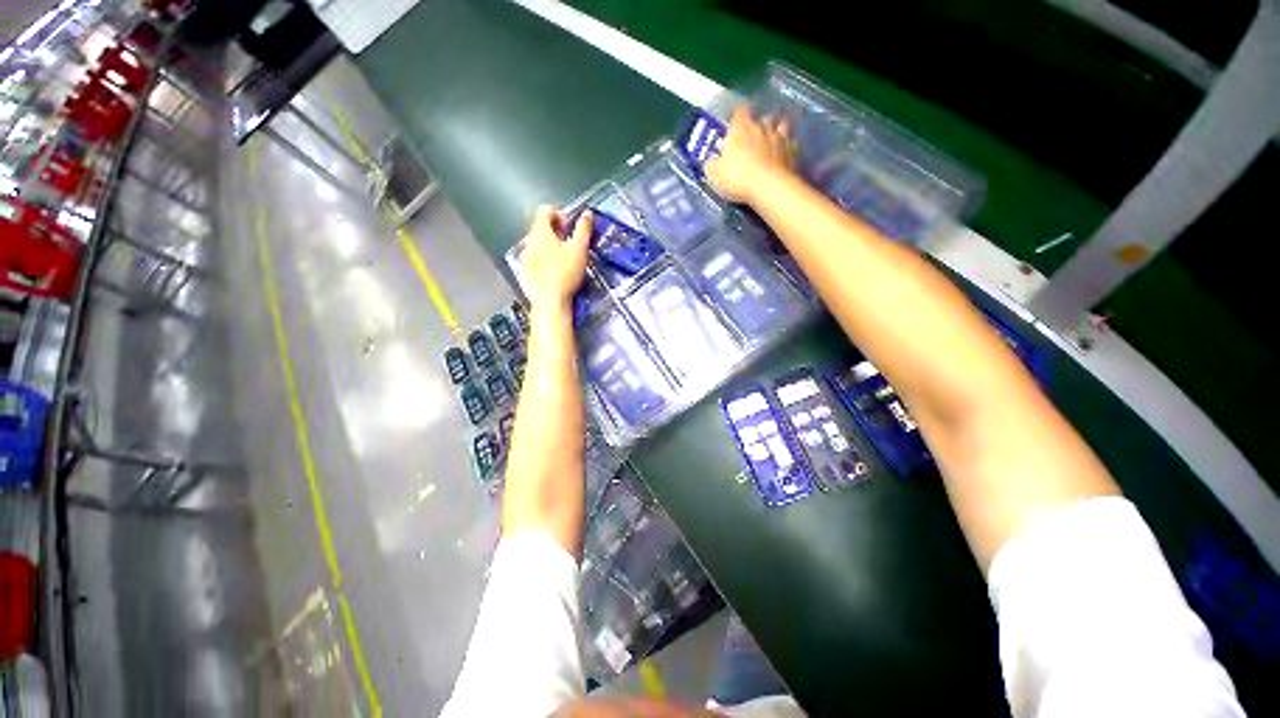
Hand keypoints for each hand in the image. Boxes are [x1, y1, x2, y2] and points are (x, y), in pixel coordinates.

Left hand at [521, 206, 591, 310]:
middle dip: (557, 232)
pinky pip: (535, 258)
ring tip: (565, 259)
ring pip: (538, 243)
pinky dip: (545, 260)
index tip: (571, 228)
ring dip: (551, 246)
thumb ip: (583, 229)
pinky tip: (556, 272)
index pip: (545, 210)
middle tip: (571, 244)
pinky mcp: (525, 272)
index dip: (560, 214)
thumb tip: (586, 214)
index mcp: (540, 232)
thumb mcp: (579, 249)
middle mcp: (529, 241)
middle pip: (541, 227)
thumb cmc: (565, 273)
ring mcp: (525, 257)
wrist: (549, 301)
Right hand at [705, 105, 796, 203]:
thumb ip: (712, 165)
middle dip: (757, 125)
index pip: (739, 111)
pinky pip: (790, 144)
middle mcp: (761, 127)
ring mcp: (779, 137)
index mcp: (740, 128)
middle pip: (761, 117)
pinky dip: (787, 147)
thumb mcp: (715, 174)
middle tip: (752, 138)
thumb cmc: (737, 177)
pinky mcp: (792, 151)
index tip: (735, 125)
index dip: (738, 116)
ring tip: (771, 141)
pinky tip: (784, 155)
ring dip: (776, 131)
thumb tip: (710, 162)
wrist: (767, 187)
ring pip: (780, 125)